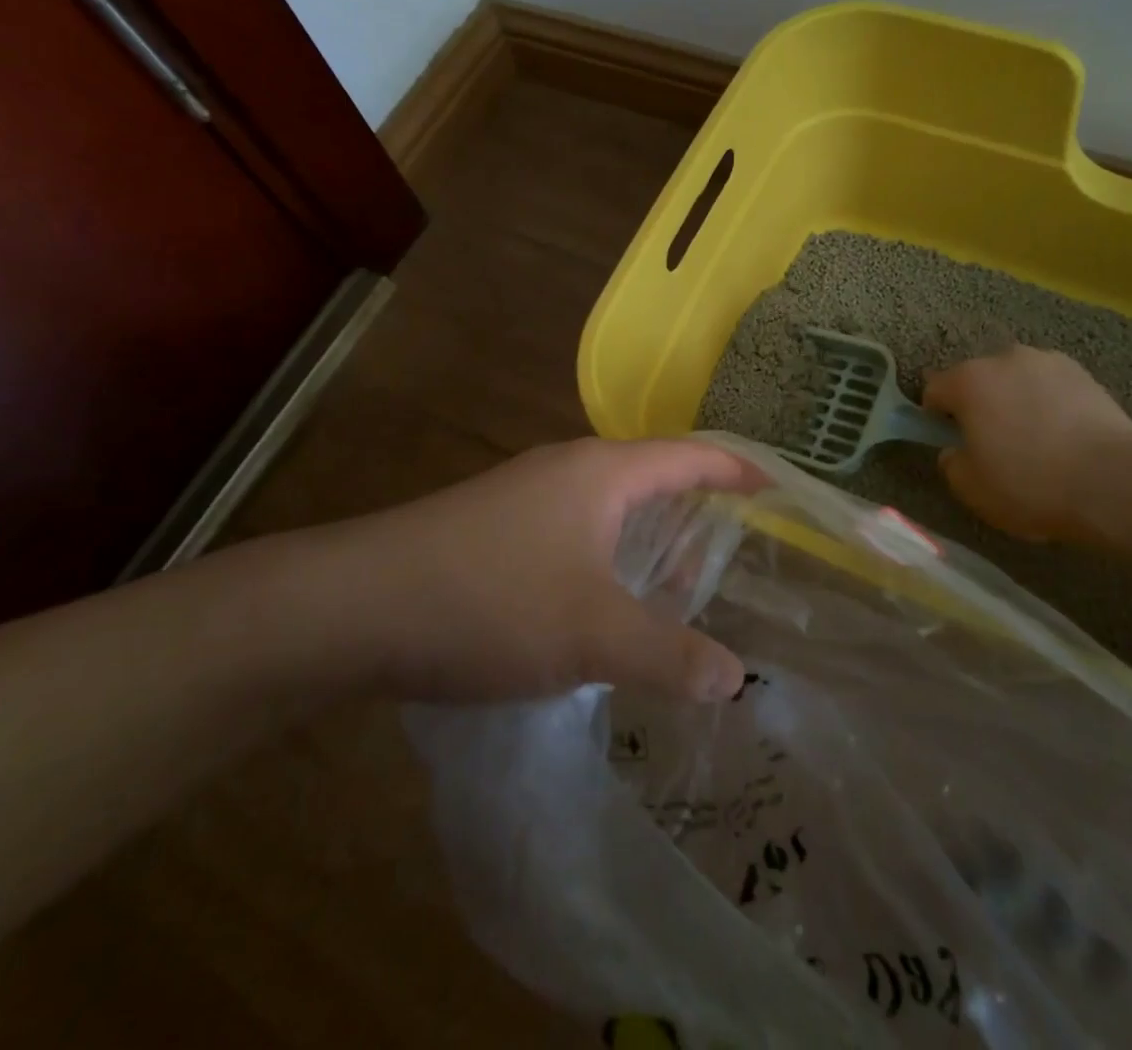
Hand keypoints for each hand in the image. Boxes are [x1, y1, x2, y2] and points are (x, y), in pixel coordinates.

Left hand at [265, 438, 761, 703]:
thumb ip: (670, 655)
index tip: (776, 487)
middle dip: (697, 506)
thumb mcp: (593, 634)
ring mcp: (526, 494)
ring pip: (608, 504)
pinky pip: (574, 528)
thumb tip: (736, 677)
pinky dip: (607, 553)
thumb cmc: (491, 601)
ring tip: (680, 579)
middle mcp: (568, 469)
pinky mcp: (495, 525)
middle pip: (651, 474)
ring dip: (648, 534)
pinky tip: (603, 598)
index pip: (690, 454)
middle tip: (738, 546)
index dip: (737, 468)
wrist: (355, 604)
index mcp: (603, 472)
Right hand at [924, 345, 1131, 541]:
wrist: (1114, 484)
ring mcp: (1049, 362)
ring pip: (1016, 380)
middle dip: (978, 405)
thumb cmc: (1030, 484)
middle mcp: (1005, 358)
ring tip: (1034, 439)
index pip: (934, 389)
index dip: (936, 416)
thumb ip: (951, 462)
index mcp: (969, 380)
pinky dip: (1049, 404)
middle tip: (992, 443)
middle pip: (977, 379)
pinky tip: (1063, 436)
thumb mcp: (970, 488)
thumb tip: (955, 450)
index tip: (950, 442)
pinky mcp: (1086, 374)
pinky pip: (1051, 387)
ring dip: (1015, 400)